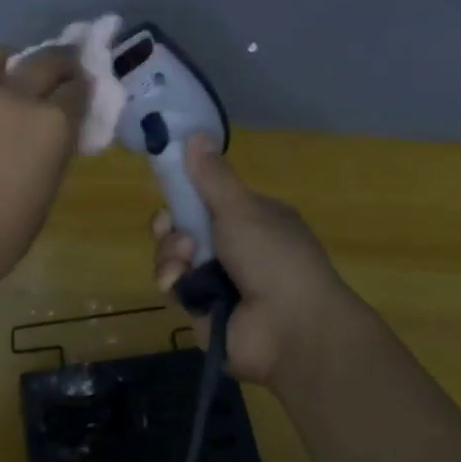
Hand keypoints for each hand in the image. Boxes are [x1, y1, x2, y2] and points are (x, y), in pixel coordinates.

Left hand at [0, 45, 89, 286]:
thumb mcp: (48, 186)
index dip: (83, 89)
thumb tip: (55, 130)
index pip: (77, 87)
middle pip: (45, 59)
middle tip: (62, 74)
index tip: (83, 93)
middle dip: (60, 63)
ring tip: (13, 78)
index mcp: (51, 121)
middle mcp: (16, 97)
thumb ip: (54, 147)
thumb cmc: (6, 230)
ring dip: (12, 61)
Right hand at [152, 135, 359, 384]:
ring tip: (186, 259)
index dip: (186, 192)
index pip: (208, 198)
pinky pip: (173, 286)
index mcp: (251, 219)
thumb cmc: (273, 256)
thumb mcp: (242, 208)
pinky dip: (172, 280)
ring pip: (174, 255)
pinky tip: (181, 282)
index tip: (170, 184)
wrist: (290, 329)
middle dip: (171, 225)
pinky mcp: (200, 309)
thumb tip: (196, 132)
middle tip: (170, 225)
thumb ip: (212, 176)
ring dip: (171, 252)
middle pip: (184, 226)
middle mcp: (234, 247)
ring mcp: (217, 280)